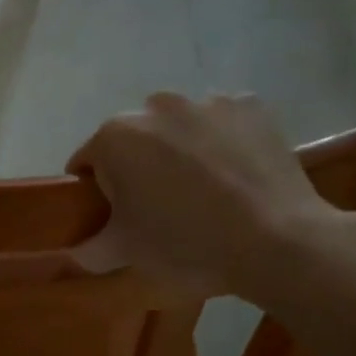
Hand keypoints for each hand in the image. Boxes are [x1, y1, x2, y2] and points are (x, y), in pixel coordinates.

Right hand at [67, 93, 355, 296]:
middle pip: (135, 140)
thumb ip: (88, 249)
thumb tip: (76, 248)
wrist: (279, 242)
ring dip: (182, 152)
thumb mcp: (126, 254)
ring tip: (207, 194)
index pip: (88, 163)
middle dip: (140, 168)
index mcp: (115, 137)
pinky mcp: (250, 106)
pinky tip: (238, 176)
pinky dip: (224, 143)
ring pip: (180, 128)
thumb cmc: (188, 245)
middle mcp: (156, 106)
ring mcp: (207, 101)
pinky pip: (224, 124)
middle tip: (163, 210)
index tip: (118, 218)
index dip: (98, 193)